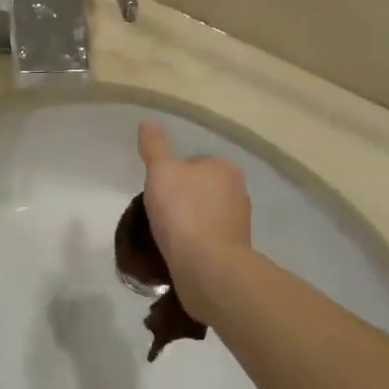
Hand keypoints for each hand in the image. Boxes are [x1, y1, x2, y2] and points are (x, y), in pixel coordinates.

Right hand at [137, 122, 251, 321]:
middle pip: (199, 187)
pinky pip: (209, 237)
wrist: (207, 266)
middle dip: (181, 197)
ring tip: (166, 233)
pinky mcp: (236, 248)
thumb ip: (154, 146)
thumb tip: (148, 122)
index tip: (156, 189)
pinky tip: (180, 249)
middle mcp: (238, 190)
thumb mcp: (161, 171)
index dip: (171, 174)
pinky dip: (195, 240)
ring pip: (205, 213)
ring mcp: (240, 222)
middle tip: (159, 211)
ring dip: (188, 220)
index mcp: (224, 167)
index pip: (192, 162)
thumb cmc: (183, 211)